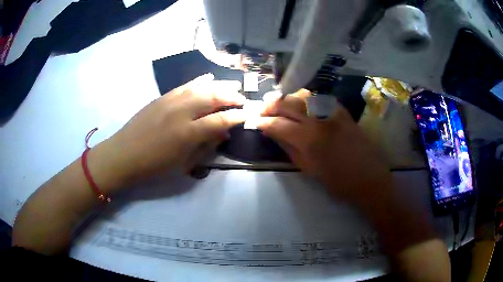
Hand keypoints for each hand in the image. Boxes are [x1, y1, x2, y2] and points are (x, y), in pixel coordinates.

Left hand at [92, 74, 245, 188]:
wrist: (124, 155)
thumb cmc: (154, 166)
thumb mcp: (183, 163)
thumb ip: (205, 146)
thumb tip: (223, 134)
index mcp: (188, 133)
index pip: (221, 119)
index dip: (237, 116)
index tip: (248, 115)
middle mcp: (182, 111)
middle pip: (213, 97)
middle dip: (232, 96)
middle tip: (243, 99)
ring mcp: (171, 101)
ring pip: (201, 87)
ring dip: (220, 85)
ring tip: (232, 85)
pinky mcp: (162, 97)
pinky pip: (185, 85)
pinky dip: (199, 81)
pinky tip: (208, 77)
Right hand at [258, 90, 391, 206]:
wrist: (368, 178)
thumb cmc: (337, 181)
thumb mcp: (308, 168)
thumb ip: (287, 147)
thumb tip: (271, 132)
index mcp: (308, 140)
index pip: (278, 124)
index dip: (263, 122)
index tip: (255, 122)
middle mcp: (319, 120)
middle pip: (288, 104)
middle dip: (271, 105)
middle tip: (263, 110)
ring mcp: (332, 112)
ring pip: (303, 96)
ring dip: (287, 99)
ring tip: (279, 105)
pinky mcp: (343, 111)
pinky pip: (320, 98)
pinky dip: (307, 99)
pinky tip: (302, 104)